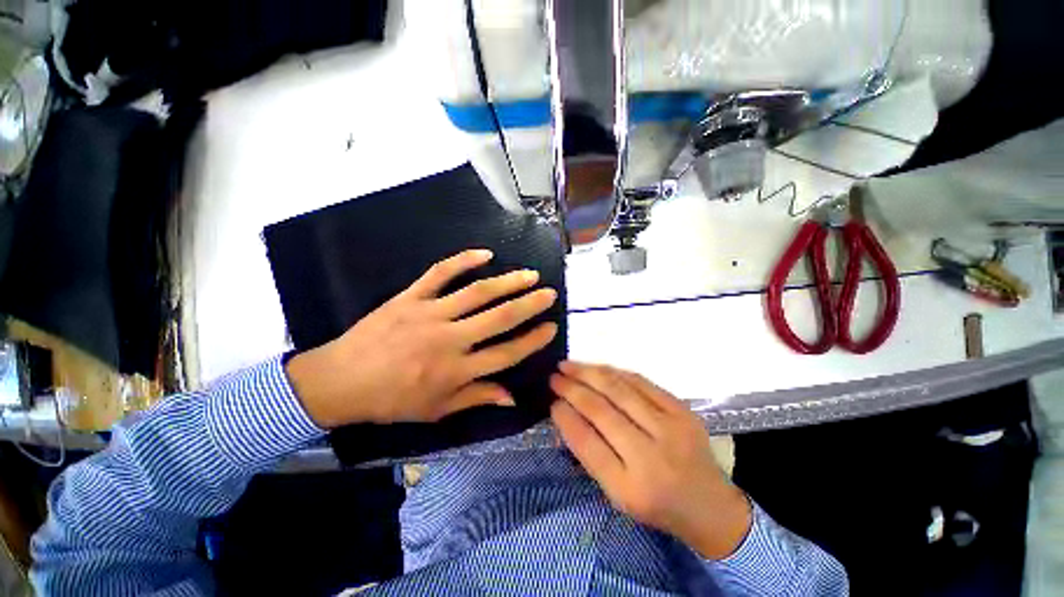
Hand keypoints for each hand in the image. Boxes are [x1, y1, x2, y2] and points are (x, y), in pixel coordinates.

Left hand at [286, 249, 557, 427]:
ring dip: (508, 281)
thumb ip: (476, 398)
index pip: (506, 353)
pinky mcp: (411, 297)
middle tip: (549, 294)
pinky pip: (440, 273)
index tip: (550, 328)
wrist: (340, 381)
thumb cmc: (392, 401)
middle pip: (499, 318)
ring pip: (477, 293)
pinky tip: (485, 254)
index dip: (532, 341)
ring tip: (529, 274)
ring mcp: (430, 313)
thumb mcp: (436, 409)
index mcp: (456, 371)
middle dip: (529, 304)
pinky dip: (463, 260)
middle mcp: (449, 339)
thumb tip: (512, 398)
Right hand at [550, 362, 751, 559]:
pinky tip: (598, 368)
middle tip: (554, 376)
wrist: (710, 505)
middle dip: (572, 388)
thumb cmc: (656, 504)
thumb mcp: (617, 494)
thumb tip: (565, 413)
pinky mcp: (683, 410)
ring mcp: (671, 429)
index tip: (551, 401)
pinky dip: (615, 372)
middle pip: (601, 411)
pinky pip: (641, 382)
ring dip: (589, 373)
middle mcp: (651, 457)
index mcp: (630, 488)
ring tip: (569, 365)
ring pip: (620, 389)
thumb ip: (589, 454)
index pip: (587, 443)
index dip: (565, 417)